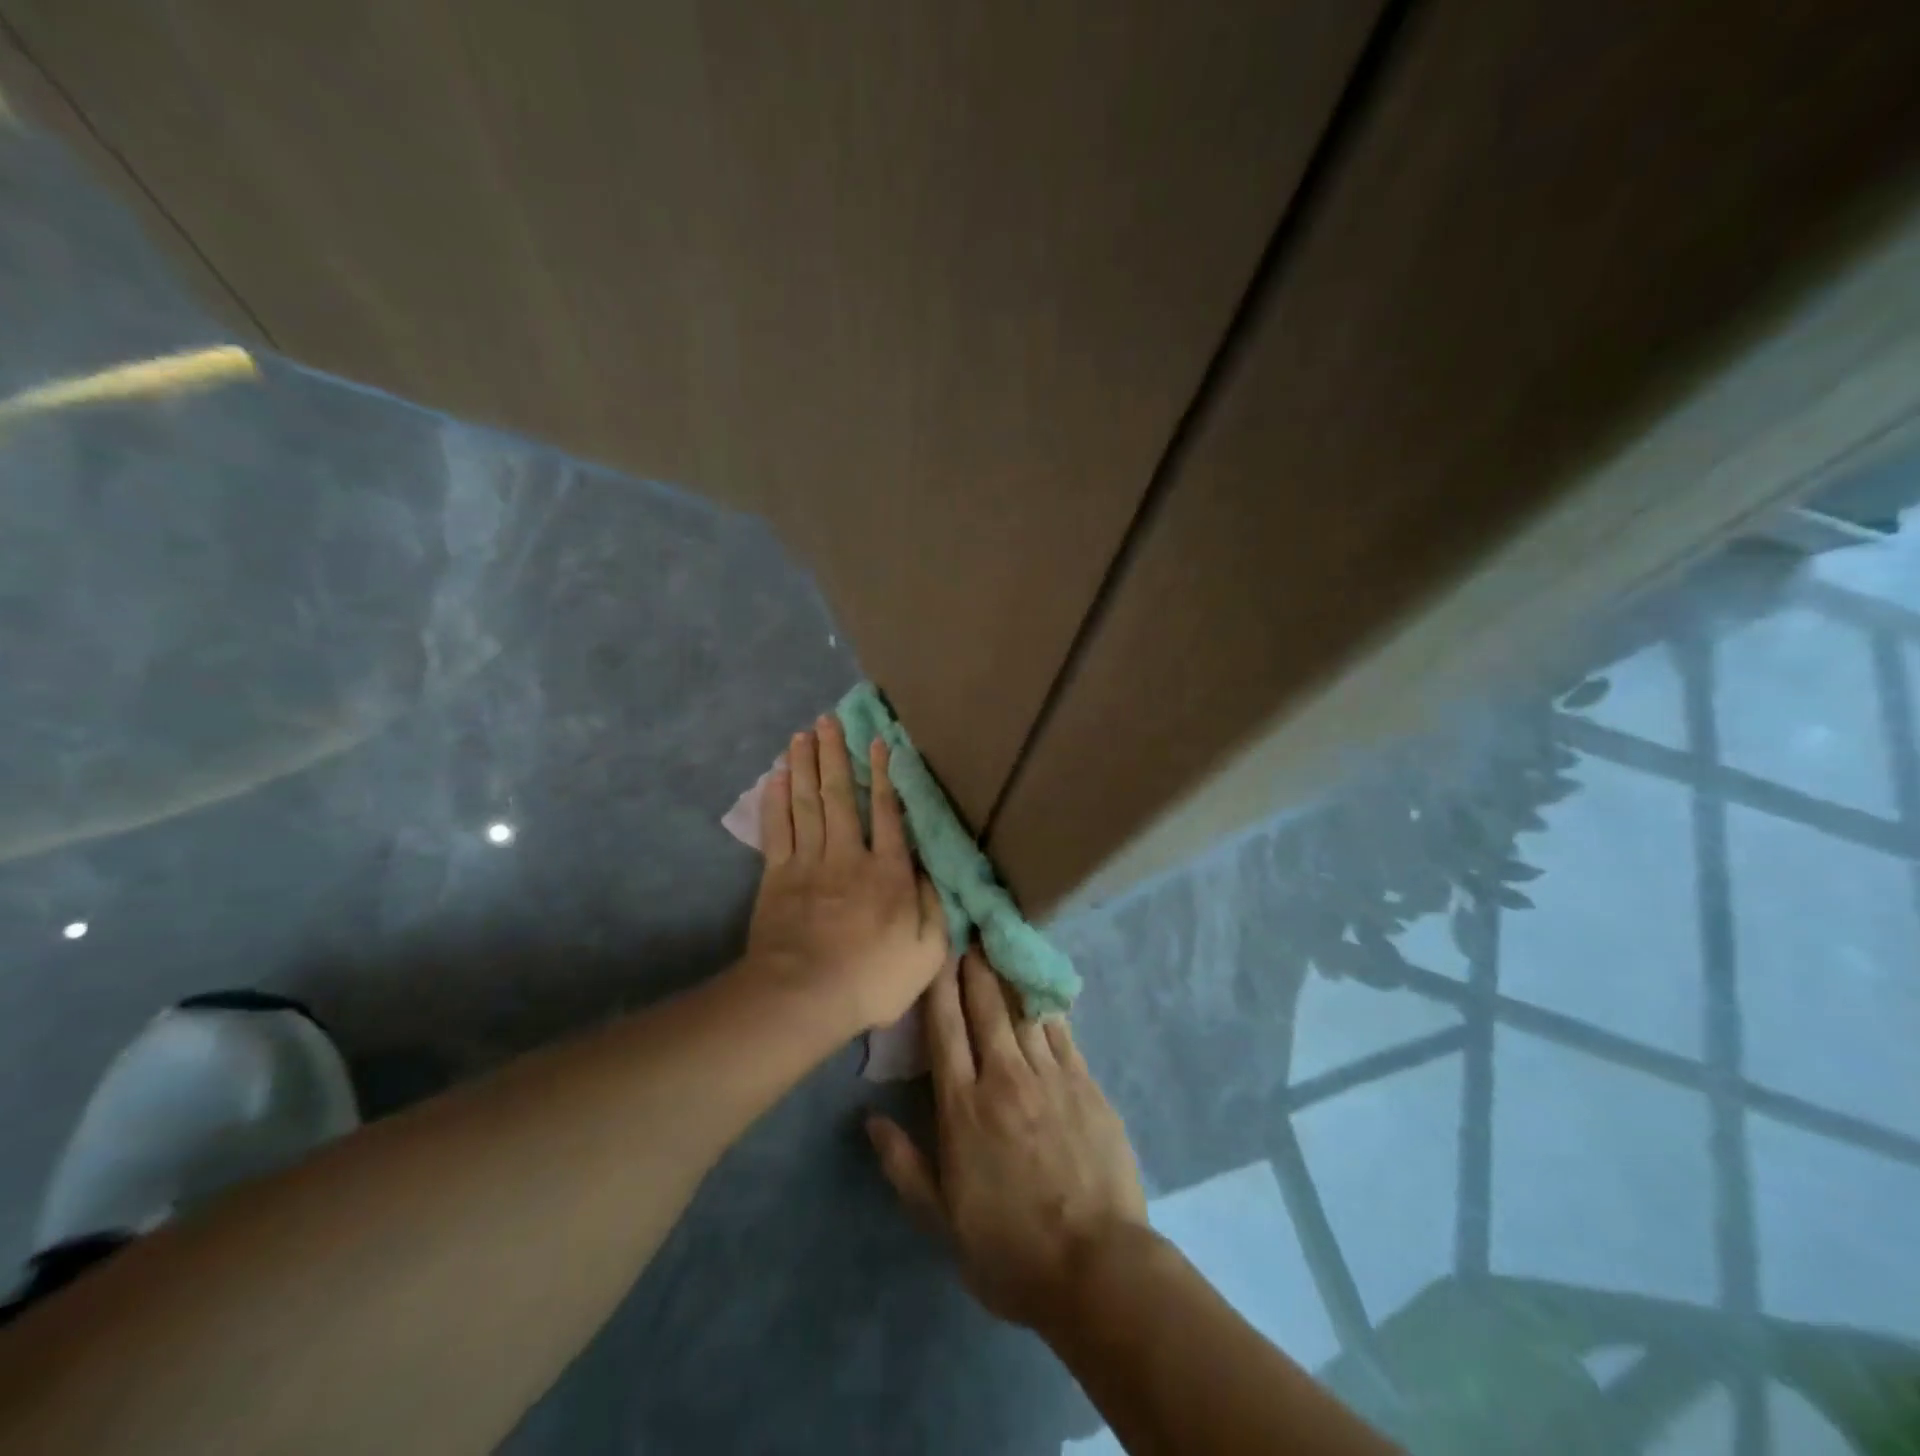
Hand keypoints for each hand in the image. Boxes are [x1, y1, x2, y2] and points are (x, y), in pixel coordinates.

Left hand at [745, 715, 948, 1034]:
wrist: (803, 998)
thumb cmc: (872, 978)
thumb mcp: (928, 952)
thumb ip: (936, 905)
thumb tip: (934, 868)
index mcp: (888, 871)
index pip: (888, 812)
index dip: (884, 774)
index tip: (879, 741)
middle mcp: (848, 855)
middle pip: (841, 795)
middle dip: (835, 755)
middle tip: (828, 720)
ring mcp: (808, 863)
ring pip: (807, 803)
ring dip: (804, 766)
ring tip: (802, 735)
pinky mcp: (777, 877)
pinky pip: (777, 829)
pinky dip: (776, 801)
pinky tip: (775, 777)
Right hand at [867, 951, 1147, 1330]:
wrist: (1097, 1267)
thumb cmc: (1009, 1250)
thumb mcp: (942, 1221)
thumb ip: (904, 1165)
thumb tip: (870, 1119)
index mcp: (963, 1108)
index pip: (945, 1029)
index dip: (939, 985)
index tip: (938, 950)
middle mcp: (1004, 1078)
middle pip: (985, 1007)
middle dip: (974, 966)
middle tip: (970, 931)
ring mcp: (1050, 1076)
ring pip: (1023, 1010)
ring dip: (1008, 975)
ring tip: (1001, 944)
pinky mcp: (1086, 1084)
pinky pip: (1062, 1031)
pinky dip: (1047, 1005)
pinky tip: (1041, 988)